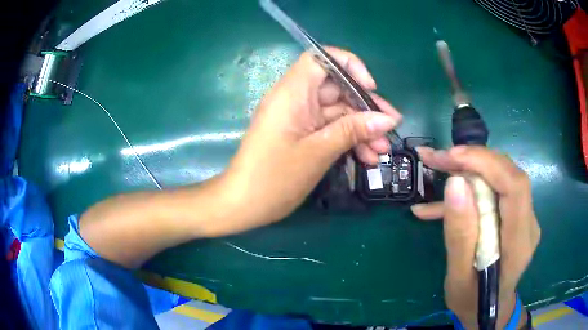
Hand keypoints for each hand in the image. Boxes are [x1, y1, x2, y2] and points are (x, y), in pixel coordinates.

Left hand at [217, 48, 401, 234]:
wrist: (243, 205)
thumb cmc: (274, 178)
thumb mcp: (318, 152)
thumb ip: (353, 130)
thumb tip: (387, 119)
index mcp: (292, 93)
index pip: (321, 58)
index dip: (348, 65)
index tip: (369, 87)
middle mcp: (296, 99)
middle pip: (337, 89)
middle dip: (366, 108)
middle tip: (391, 128)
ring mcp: (299, 118)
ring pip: (338, 112)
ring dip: (362, 129)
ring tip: (382, 152)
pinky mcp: (302, 135)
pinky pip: (330, 129)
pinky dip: (349, 140)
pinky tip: (367, 158)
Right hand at [411, 146, 539, 328]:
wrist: (489, 311)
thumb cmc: (472, 302)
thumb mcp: (458, 278)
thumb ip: (460, 236)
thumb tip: (455, 184)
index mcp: (519, 243)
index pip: (515, 187)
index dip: (486, 163)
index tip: (452, 157)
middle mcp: (528, 223)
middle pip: (508, 175)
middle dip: (472, 161)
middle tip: (436, 158)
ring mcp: (523, 218)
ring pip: (501, 178)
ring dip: (468, 170)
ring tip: (435, 168)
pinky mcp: (514, 217)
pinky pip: (495, 191)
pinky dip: (468, 191)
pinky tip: (440, 204)